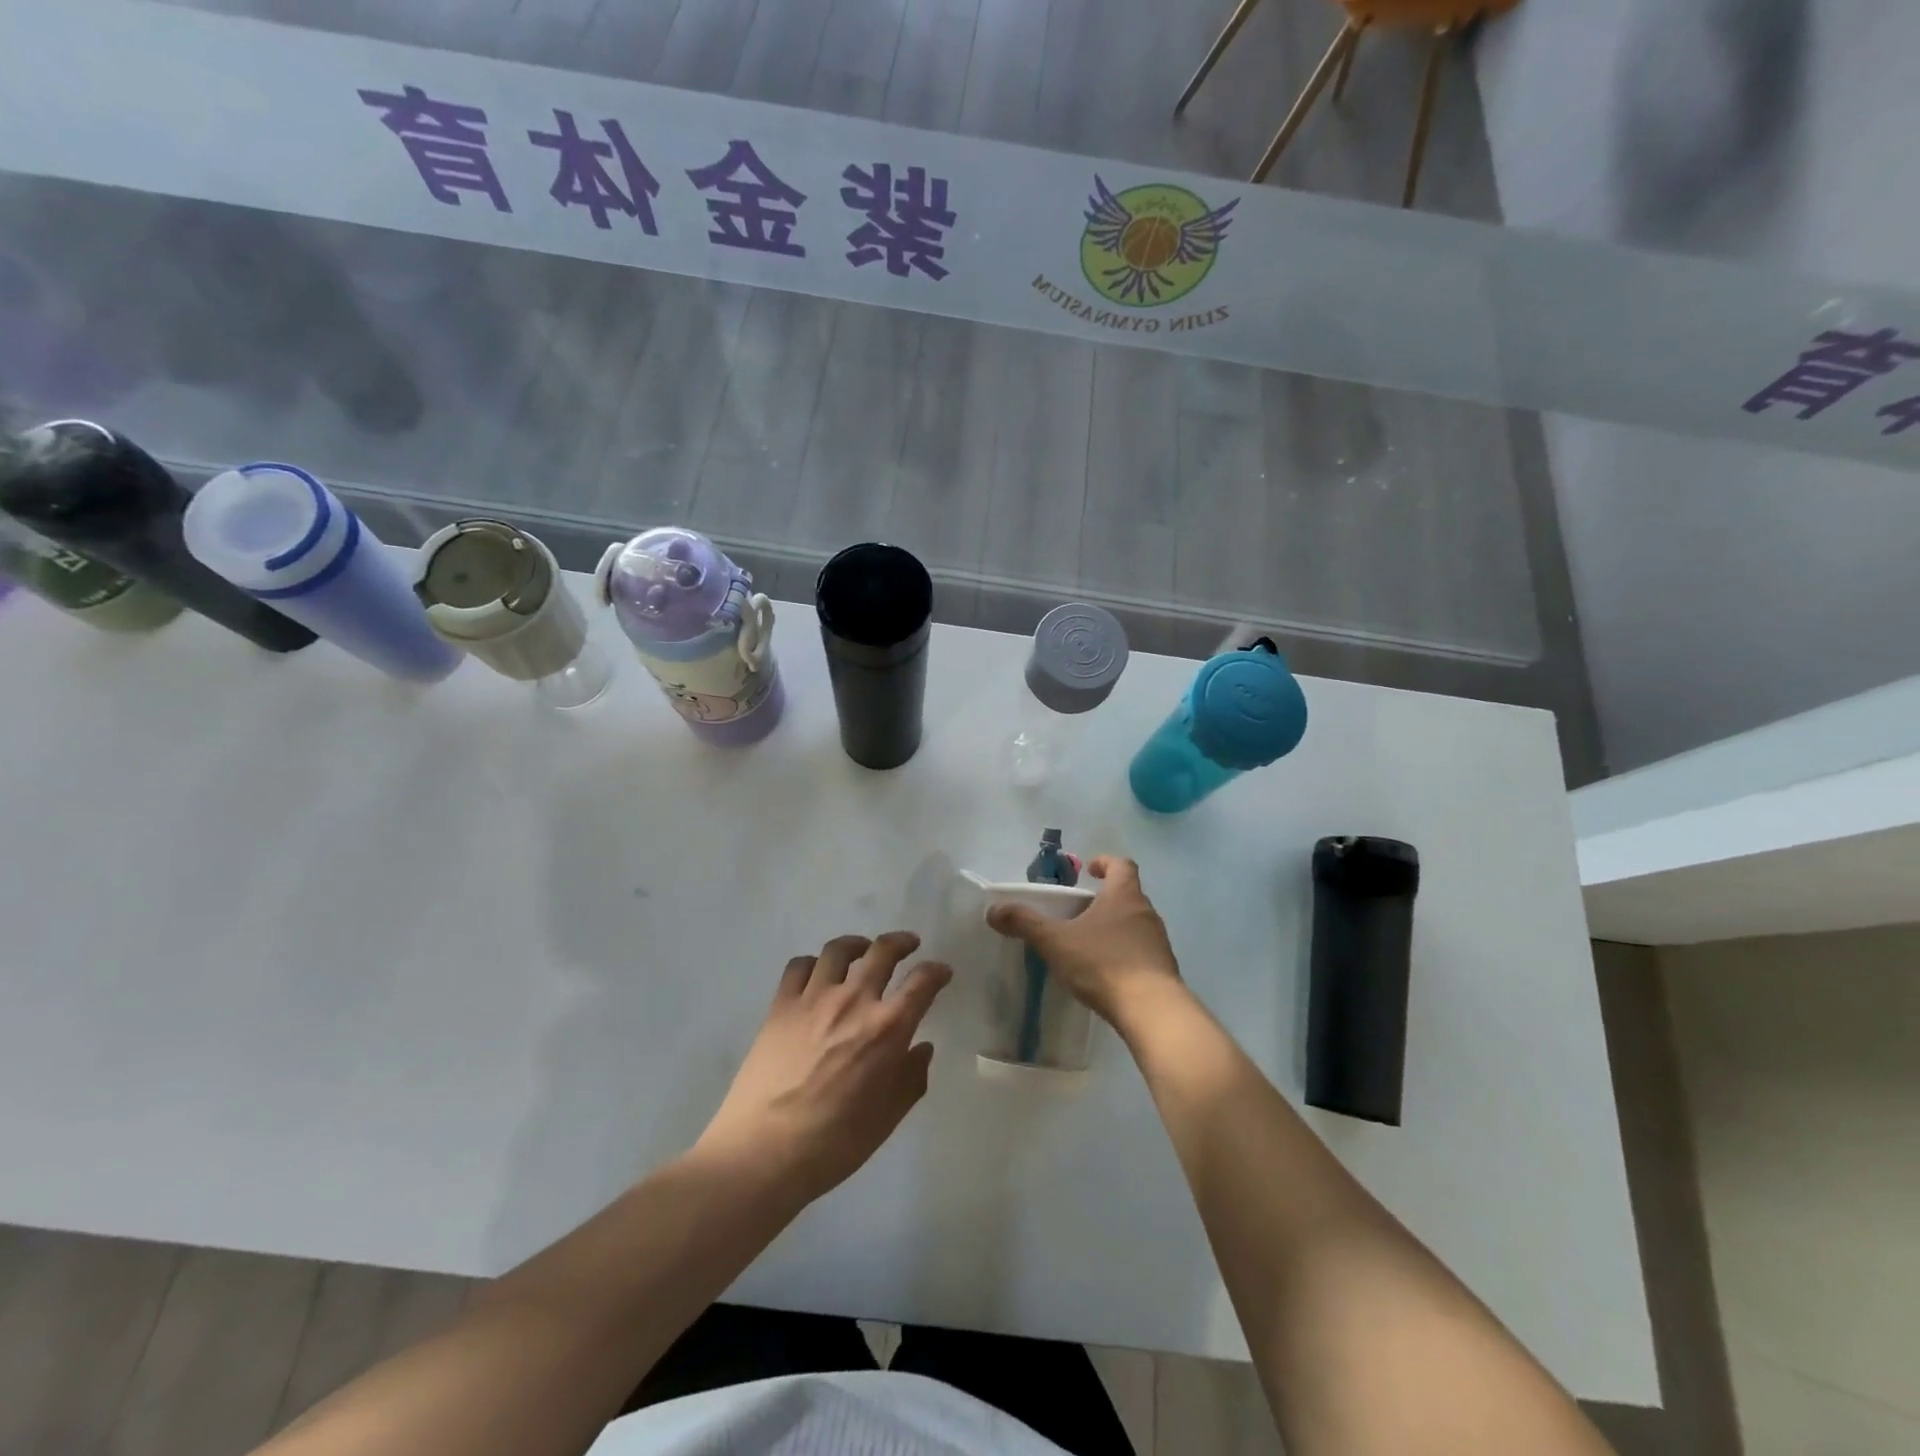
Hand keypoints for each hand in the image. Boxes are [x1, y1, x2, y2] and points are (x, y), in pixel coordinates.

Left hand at [697, 932, 951, 1203]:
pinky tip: (818, 974)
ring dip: (858, 944)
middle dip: (901, 942)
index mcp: (887, 1029)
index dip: (937, 972)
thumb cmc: (833, 1143)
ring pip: (839, 950)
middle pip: (882, 951)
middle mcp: (854, 1001)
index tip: (942, 972)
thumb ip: (911, 1079)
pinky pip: (800, 966)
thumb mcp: (887, 1118)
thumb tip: (922, 1048)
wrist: (763, 1151)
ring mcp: (814, 998)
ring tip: (862, 950)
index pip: (922, 983)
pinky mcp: (781, 1005)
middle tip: (908, 944)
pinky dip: (814, 963)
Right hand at [987, 856, 1180, 1025]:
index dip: (1104, 863)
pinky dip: (1125, 953)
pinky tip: (1107, 972)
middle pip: (1128, 894)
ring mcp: (1159, 941)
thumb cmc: (1103, 964)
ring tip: (1089, 944)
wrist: (1152, 1010)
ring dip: (1115, 927)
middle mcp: (1146, 911)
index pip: (1121, 864)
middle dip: (1104, 899)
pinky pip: (1142, 951)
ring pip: (1135, 923)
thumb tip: (994, 910)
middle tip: (1079, 912)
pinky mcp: (1164, 969)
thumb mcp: (1056, 942)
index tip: (1089, 870)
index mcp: (1124, 895)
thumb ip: (1025, 923)